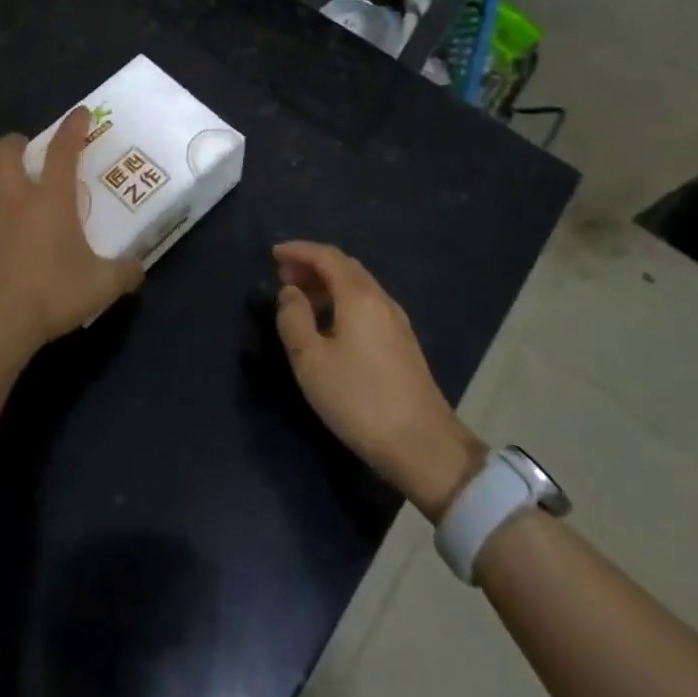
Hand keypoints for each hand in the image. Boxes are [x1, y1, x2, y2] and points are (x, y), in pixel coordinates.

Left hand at [0, 108, 143, 365]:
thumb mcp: (103, 286)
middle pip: (4, 150)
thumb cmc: (54, 296)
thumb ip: (125, 273)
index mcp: (51, 200)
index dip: (73, 128)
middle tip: (24, 153)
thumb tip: (139, 270)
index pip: (64, 150)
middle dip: (14, 144)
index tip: (80, 114)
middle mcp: (13, 198)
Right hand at [274, 242, 484, 520]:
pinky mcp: (402, 345)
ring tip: (299, 300)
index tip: (273, 253)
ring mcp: (396, 323)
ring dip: (326, 285)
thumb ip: (294, 319)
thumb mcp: (311, 360)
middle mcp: (381, 301)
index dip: (299, 250)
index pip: (327, 257)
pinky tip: (328, 325)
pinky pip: (366, 306)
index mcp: (359, 297)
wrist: (424, 446)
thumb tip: (290, 292)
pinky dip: (341, 302)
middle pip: (345, 268)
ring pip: (357, 288)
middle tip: (282, 275)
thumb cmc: (360, 399)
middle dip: (312, 265)